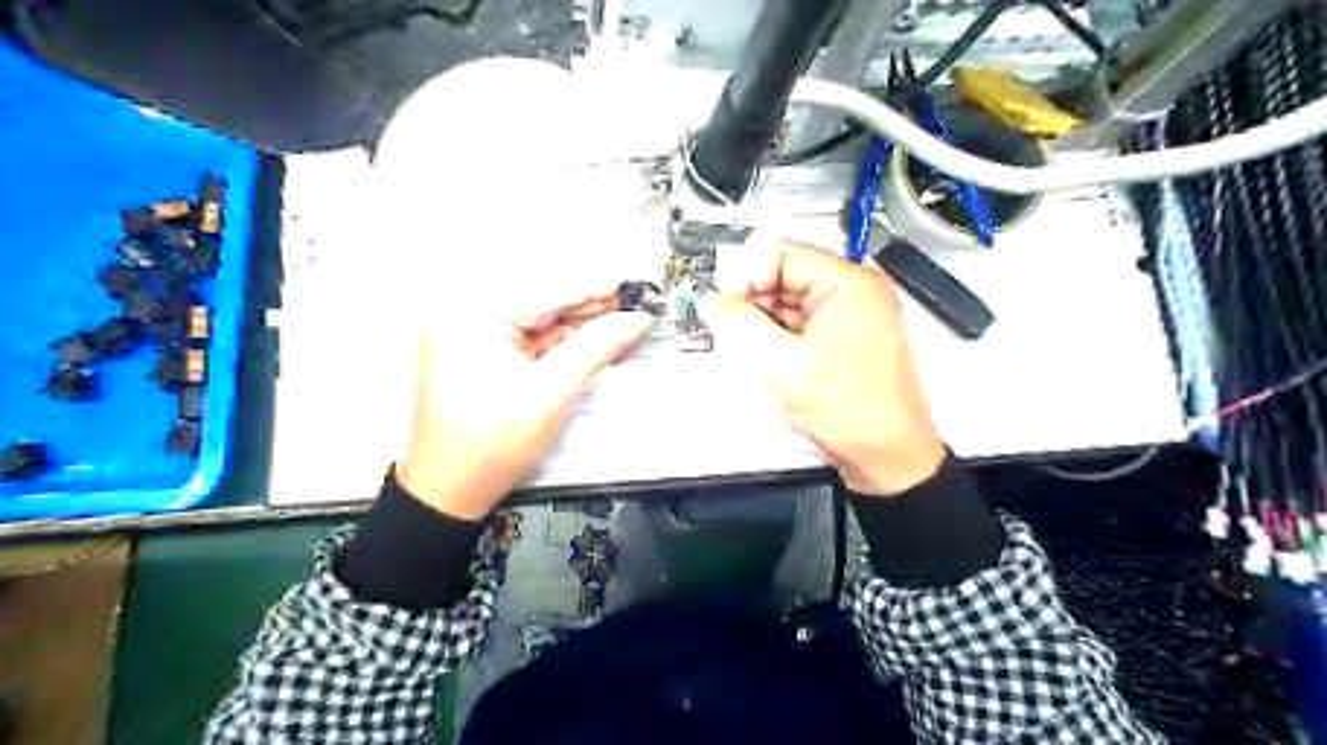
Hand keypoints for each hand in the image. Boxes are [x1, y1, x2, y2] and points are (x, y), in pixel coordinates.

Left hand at [400, 306, 657, 517]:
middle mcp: (463, 311)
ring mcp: (467, 331)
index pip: (546, 289)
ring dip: (578, 323)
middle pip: (541, 300)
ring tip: (622, 323)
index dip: (596, 289)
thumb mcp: (550, 395)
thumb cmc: (492, 445)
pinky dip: (559, 339)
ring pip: (537, 317)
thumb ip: (595, 349)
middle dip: (589, 307)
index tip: (637, 290)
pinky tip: (591, 340)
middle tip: (635, 310)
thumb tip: (637, 318)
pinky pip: (526, 335)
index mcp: (471, 315)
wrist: (447, 492)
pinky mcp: (476, 350)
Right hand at [704, 240, 942, 494]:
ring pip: (789, 307)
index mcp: (849, 284)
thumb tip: (711, 301)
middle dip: (756, 306)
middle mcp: (853, 293)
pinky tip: (777, 367)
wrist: (886, 458)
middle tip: (740, 339)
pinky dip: (781, 343)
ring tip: (763, 360)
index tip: (730, 310)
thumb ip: (741, 325)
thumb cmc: (848, 408)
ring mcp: (850, 319)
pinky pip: (800, 329)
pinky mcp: (843, 343)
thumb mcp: (783, 364)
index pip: (783, 255)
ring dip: (767, 328)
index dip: (749, 278)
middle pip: (785, 279)